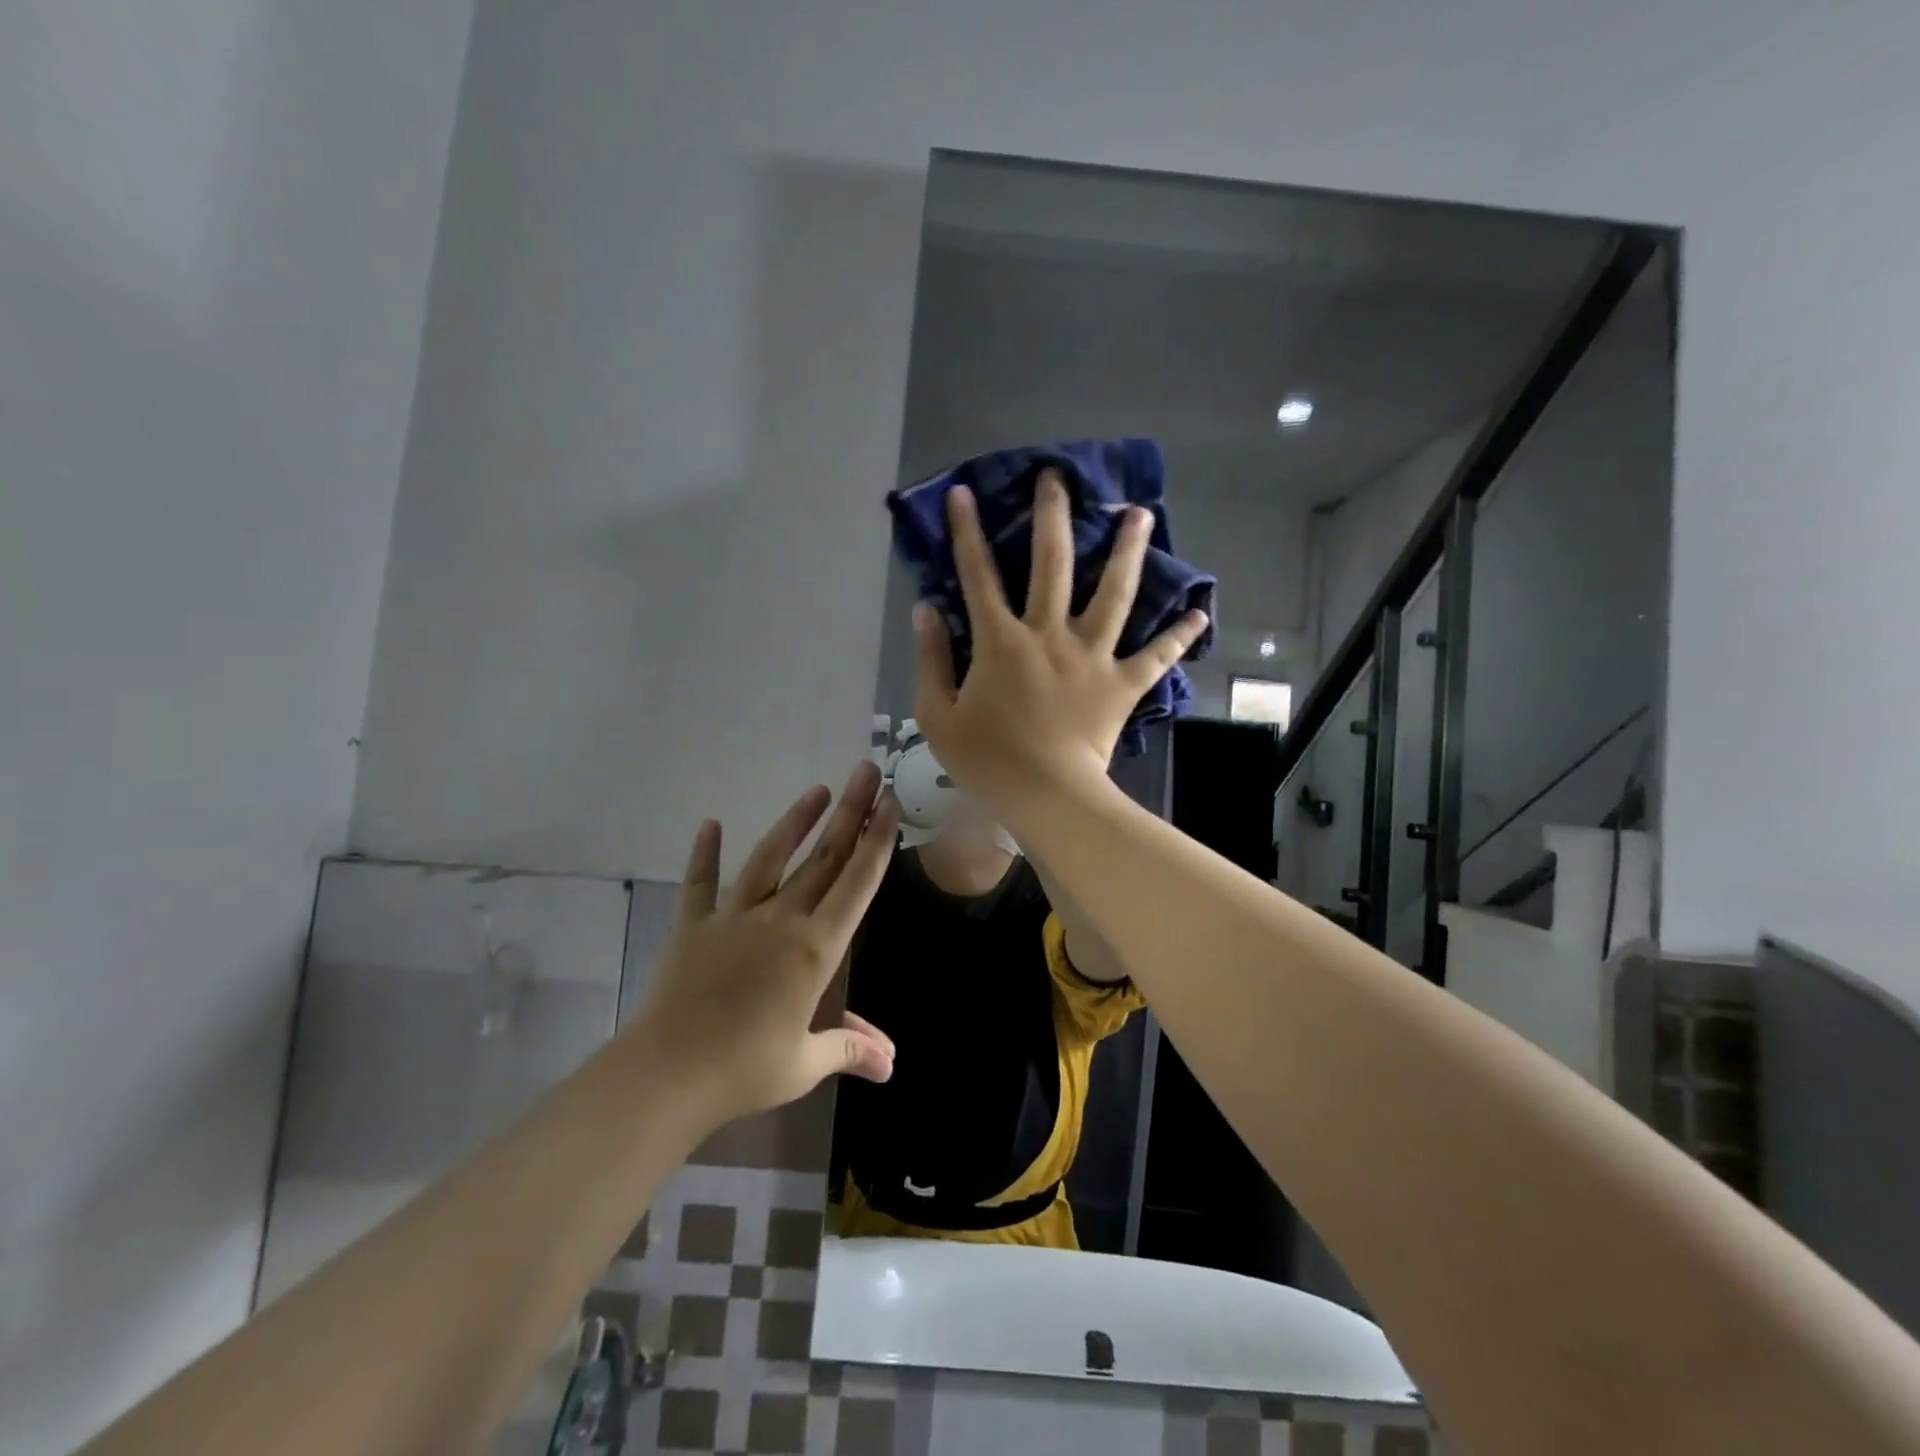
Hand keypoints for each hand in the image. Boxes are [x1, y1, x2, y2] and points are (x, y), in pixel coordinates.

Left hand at [631, 762, 899, 1129]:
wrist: (667, 1074)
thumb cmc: (744, 1069)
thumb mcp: (804, 1064)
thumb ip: (849, 1050)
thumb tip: (890, 1066)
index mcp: (815, 949)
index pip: (856, 884)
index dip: (876, 841)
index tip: (890, 804)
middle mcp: (780, 920)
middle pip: (823, 858)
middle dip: (850, 812)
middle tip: (867, 772)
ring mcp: (734, 917)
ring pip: (770, 858)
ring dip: (796, 821)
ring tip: (817, 788)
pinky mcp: (693, 925)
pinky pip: (700, 883)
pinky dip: (704, 853)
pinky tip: (709, 823)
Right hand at [913, 469, 1208, 800]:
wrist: (1045, 796)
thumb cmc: (986, 759)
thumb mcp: (937, 714)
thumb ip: (931, 658)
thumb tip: (927, 608)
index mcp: (1001, 642)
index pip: (977, 575)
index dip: (966, 531)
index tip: (963, 492)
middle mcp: (1049, 635)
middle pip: (1053, 564)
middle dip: (1053, 516)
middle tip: (1058, 477)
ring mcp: (1092, 656)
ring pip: (1114, 594)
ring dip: (1127, 551)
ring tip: (1140, 513)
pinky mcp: (1123, 684)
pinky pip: (1156, 656)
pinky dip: (1177, 636)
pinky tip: (1199, 614)